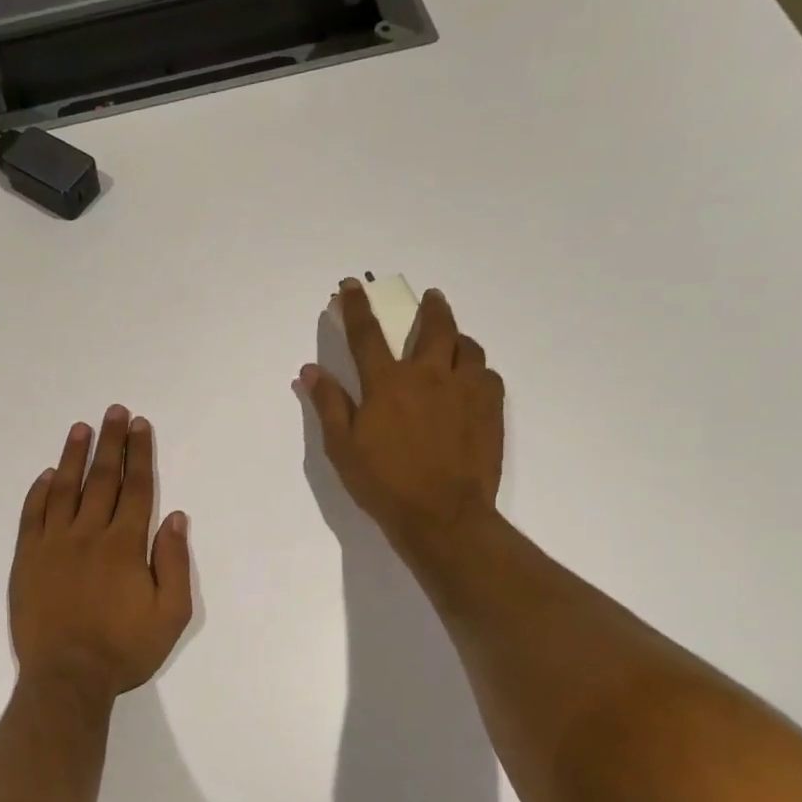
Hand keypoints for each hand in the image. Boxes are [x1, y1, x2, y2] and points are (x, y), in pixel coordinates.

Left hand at [9, 406, 193, 698]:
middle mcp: (88, 534)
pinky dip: (39, 492)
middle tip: (113, 412)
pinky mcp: (27, 559)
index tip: (139, 425)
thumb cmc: (124, 650)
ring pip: (64, 489)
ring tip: (80, 429)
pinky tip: (46, 476)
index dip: (139, 454)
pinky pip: (32, 515)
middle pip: (102, 479)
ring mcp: (53, 544)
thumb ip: (174, 563)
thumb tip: (175, 518)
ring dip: (73, 456)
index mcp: (124, 545)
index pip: (136, 488)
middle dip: (110, 443)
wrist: (66, 678)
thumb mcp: (170, 615)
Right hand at [296, 280, 505, 557]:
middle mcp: (429, 376)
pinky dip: (477, 369)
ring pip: (468, 346)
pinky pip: (488, 374)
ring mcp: (465, 390)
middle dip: (430, 307)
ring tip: (453, 341)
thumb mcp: (343, 448)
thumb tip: (311, 370)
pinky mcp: (490, 409)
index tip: (352, 285)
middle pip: (434, 327)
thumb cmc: (384, 484)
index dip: (356, 307)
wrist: (442, 515)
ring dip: (457, 337)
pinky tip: (472, 380)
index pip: (367, 334)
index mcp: (388, 384)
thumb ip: (329, 404)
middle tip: (430, 298)